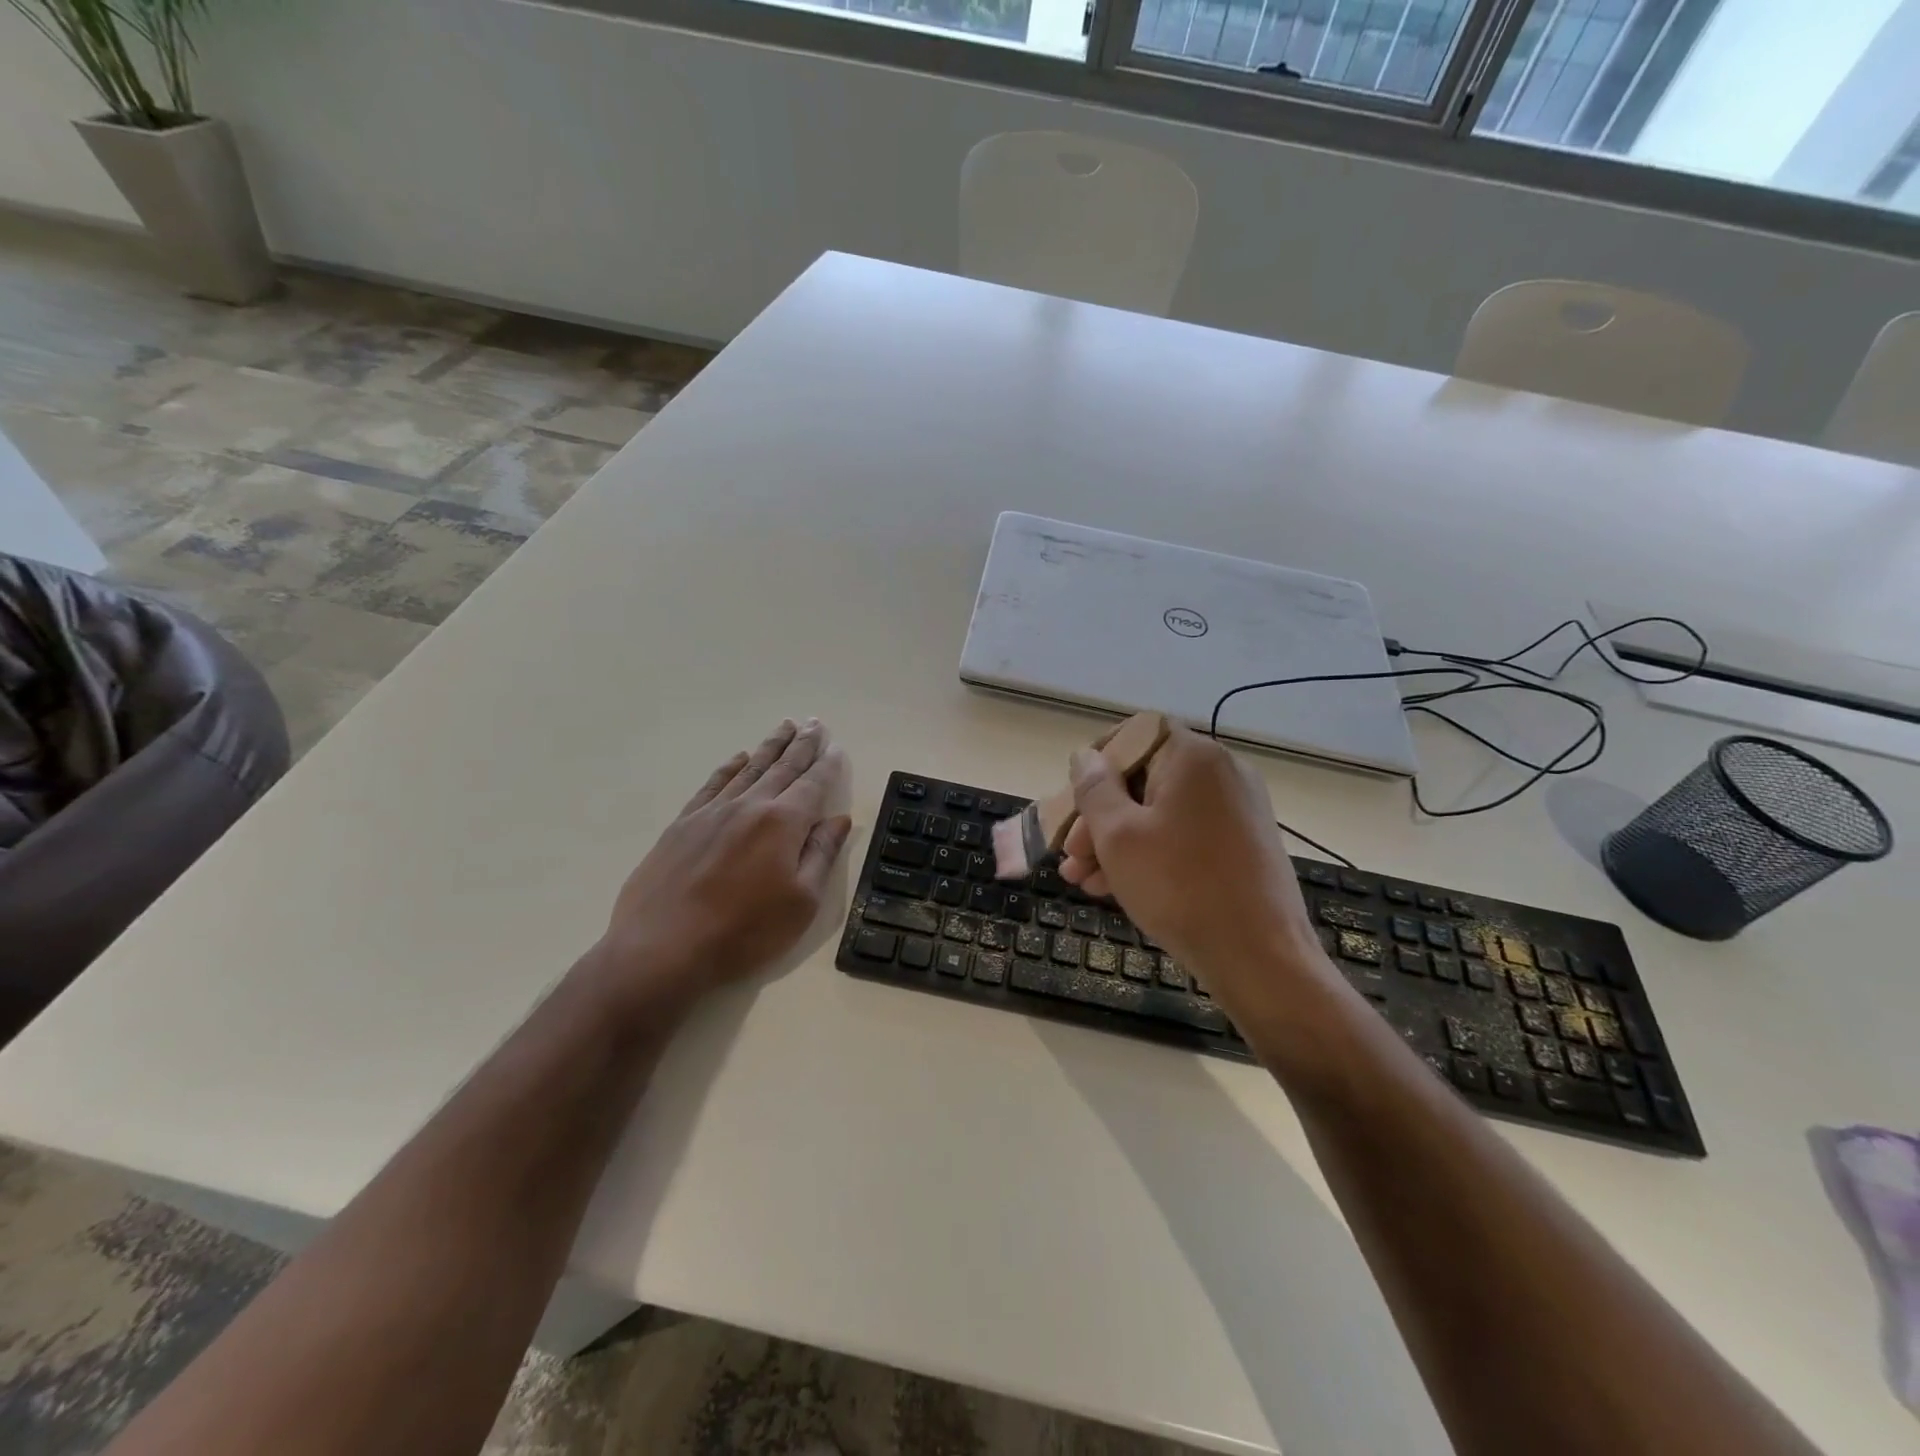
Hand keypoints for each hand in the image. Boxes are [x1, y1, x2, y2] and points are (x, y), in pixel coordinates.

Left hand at [591, 719, 851, 1015]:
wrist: (662, 948)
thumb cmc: (743, 931)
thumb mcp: (801, 902)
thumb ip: (821, 854)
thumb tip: (839, 819)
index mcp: (783, 823)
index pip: (813, 784)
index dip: (828, 765)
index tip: (837, 746)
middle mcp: (749, 806)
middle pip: (782, 767)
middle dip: (802, 744)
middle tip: (815, 722)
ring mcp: (712, 812)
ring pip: (749, 768)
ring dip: (770, 747)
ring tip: (785, 726)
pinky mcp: (683, 824)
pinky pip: (713, 784)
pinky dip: (729, 767)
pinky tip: (739, 758)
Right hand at [1058, 726, 1333, 1027]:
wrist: (1261, 958)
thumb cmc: (1179, 887)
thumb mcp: (1118, 836)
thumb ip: (1094, 789)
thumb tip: (1085, 757)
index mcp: (1194, 757)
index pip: (1135, 732)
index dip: (1098, 760)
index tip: (1073, 797)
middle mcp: (1221, 773)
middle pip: (1145, 777)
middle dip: (1099, 815)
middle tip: (1070, 854)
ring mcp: (1238, 810)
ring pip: (1161, 812)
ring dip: (1117, 840)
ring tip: (1082, 880)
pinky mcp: (1244, 844)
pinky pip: (1185, 834)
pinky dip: (1151, 852)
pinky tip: (1116, 887)